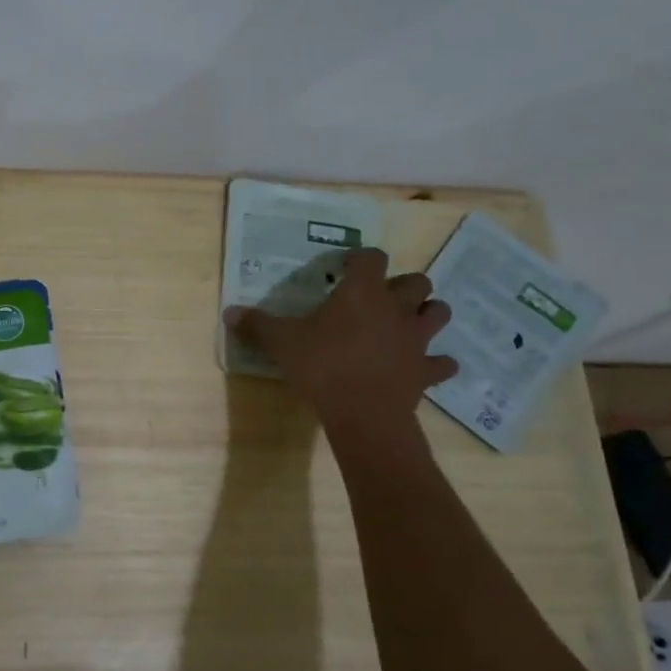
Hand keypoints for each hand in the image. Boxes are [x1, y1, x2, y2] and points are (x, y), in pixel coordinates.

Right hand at [224, 247, 457, 451]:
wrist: (363, 413)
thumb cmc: (322, 366)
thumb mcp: (281, 342)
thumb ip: (257, 324)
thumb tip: (229, 312)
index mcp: (362, 292)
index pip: (372, 257)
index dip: (361, 259)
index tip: (345, 268)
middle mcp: (396, 307)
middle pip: (416, 281)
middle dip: (402, 286)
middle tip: (379, 298)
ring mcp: (417, 339)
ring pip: (438, 312)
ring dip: (427, 313)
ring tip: (407, 323)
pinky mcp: (426, 370)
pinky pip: (442, 362)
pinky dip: (435, 362)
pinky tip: (423, 366)